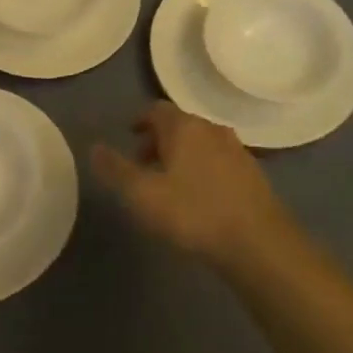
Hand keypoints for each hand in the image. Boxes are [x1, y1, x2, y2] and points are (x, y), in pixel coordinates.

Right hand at [91, 102, 297, 268]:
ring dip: (182, 155)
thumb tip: (94, 147)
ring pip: (202, 143)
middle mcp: (212, 129)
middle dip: (159, 140)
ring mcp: (237, 150)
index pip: (157, 110)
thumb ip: (116, 170)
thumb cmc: (193, 213)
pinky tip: (200, 196)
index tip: (129, 136)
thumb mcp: (143, 195)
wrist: (258, 243)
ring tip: (169, 183)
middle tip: (143, 164)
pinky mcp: (253, 173)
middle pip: (180, 125)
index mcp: (184, 127)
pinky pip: (220, 161)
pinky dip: (204, 169)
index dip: (140, 121)